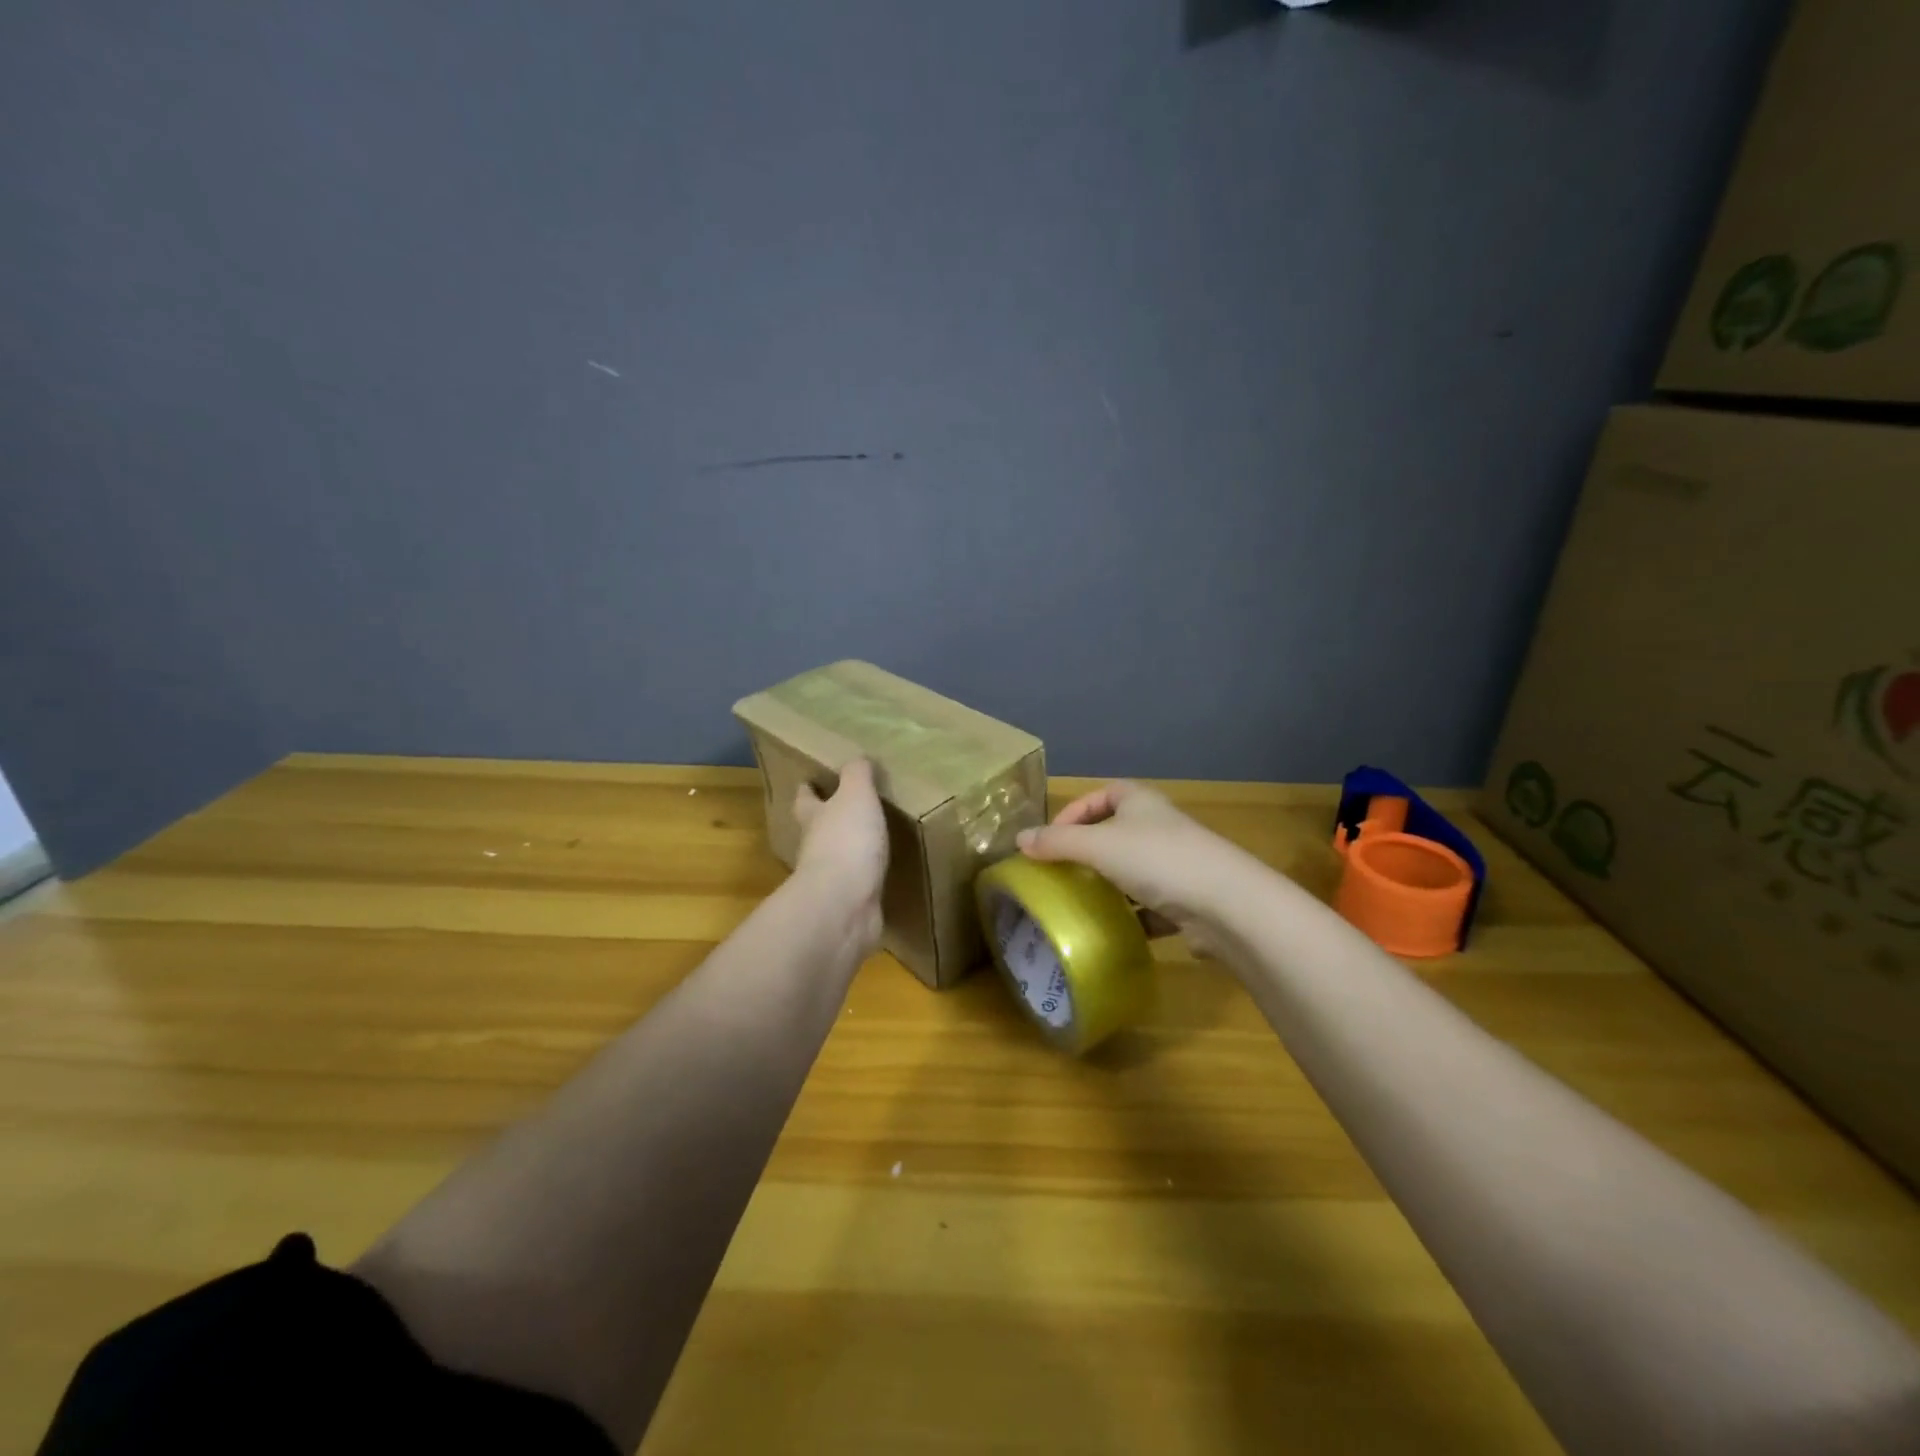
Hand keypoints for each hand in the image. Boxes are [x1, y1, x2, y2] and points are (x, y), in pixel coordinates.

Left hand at [793, 758, 888, 952]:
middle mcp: (815, 847)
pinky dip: (867, 878)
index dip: (808, 788)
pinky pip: (859, 885)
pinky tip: (883, 874)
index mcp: (813, 817)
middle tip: (848, 808)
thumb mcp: (855, 795)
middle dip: (828, 819)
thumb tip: (857, 758)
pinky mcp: (849, 904)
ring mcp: (831, 879)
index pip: (806, 798)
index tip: (812, 780)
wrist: (844, 904)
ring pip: (838, 857)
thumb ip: (857, 775)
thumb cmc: (846, 840)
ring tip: (873, 839)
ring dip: (850, 850)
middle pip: (817, 828)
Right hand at [1016, 781, 1248, 956]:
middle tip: (1061, 871)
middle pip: (1118, 831)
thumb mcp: (1098, 846)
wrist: (1226, 905)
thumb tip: (1019, 839)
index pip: (1103, 794)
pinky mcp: (1189, 900)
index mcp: (1141, 802)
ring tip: (1081, 902)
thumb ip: (1057, 842)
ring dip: (1110, 883)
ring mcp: (1178, 864)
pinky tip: (1114, 930)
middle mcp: (1161, 827)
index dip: (1075, 811)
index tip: (1051, 838)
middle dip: (1089, 850)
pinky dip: (1133, 915)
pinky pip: (1152, 905)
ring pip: (1134, 870)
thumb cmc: (1157, 860)